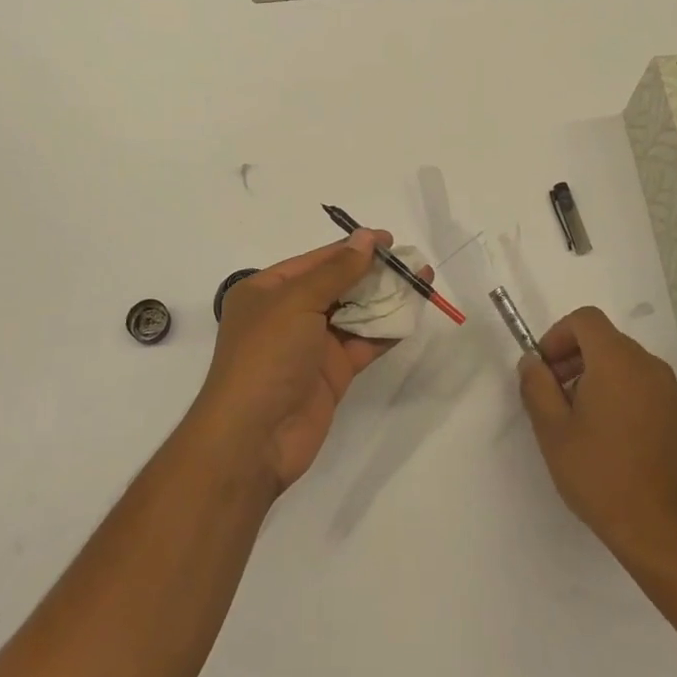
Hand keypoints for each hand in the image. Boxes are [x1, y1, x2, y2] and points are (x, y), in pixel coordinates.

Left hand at [194, 231, 424, 493]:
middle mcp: (287, 314)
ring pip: (354, 313)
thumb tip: (366, 238)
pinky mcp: (331, 373)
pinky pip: (363, 343)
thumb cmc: (266, 356)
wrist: (254, 438)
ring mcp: (311, 345)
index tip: (389, 239)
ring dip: (385, 299)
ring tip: (421, 281)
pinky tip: (411, 315)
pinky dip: (386, 330)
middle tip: (412, 262)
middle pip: (337, 284)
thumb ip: (336, 270)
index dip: (352, 247)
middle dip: (373, 272)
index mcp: (267, 290)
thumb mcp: (297, 302)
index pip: (316, 260)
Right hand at [519, 307, 676, 561]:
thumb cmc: (600, 475)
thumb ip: (536, 385)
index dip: (558, 335)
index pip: (585, 320)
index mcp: (617, 361)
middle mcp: (648, 365)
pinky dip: (618, 391)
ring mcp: (668, 391)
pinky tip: (605, 434)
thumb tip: (532, 361)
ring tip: (576, 418)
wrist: (662, 531)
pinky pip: (641, 384)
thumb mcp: (552, 430)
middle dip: (572, 356)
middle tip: (552, 395)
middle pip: (604, 339)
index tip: (544, 369)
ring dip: (594, 375)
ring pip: (623, 362)